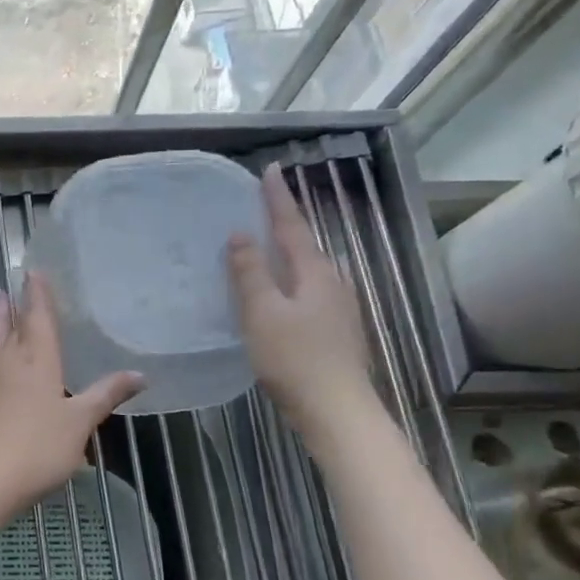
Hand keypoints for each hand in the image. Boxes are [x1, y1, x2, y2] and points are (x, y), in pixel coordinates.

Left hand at [0, 276, 143, 515]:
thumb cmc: (40, 448)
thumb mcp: (81, 423)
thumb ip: (106, 395)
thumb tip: (140, 374)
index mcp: (40, 362)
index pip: (40, 320)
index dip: (39, 296)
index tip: (34, 272)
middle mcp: (9, 363)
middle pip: (12, 327)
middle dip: (13, 306)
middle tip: (7, 286)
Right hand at [226, 166, 372, 428]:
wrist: (337, 410)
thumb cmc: (295, 358)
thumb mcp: (263, 313)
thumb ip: (250, 273)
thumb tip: (241, 234)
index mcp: (316, 273)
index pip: (292, 226)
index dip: (278, 198)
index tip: (271, 169)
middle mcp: (333, 283)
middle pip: (304, 246)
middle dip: (283, 225)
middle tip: (259, 207)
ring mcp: (338, 309)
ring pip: (306, 271)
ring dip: (285, 255)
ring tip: (261, 248)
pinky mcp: (334, 331)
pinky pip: (306, 293)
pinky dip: (287, 282)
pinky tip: (274, 295)